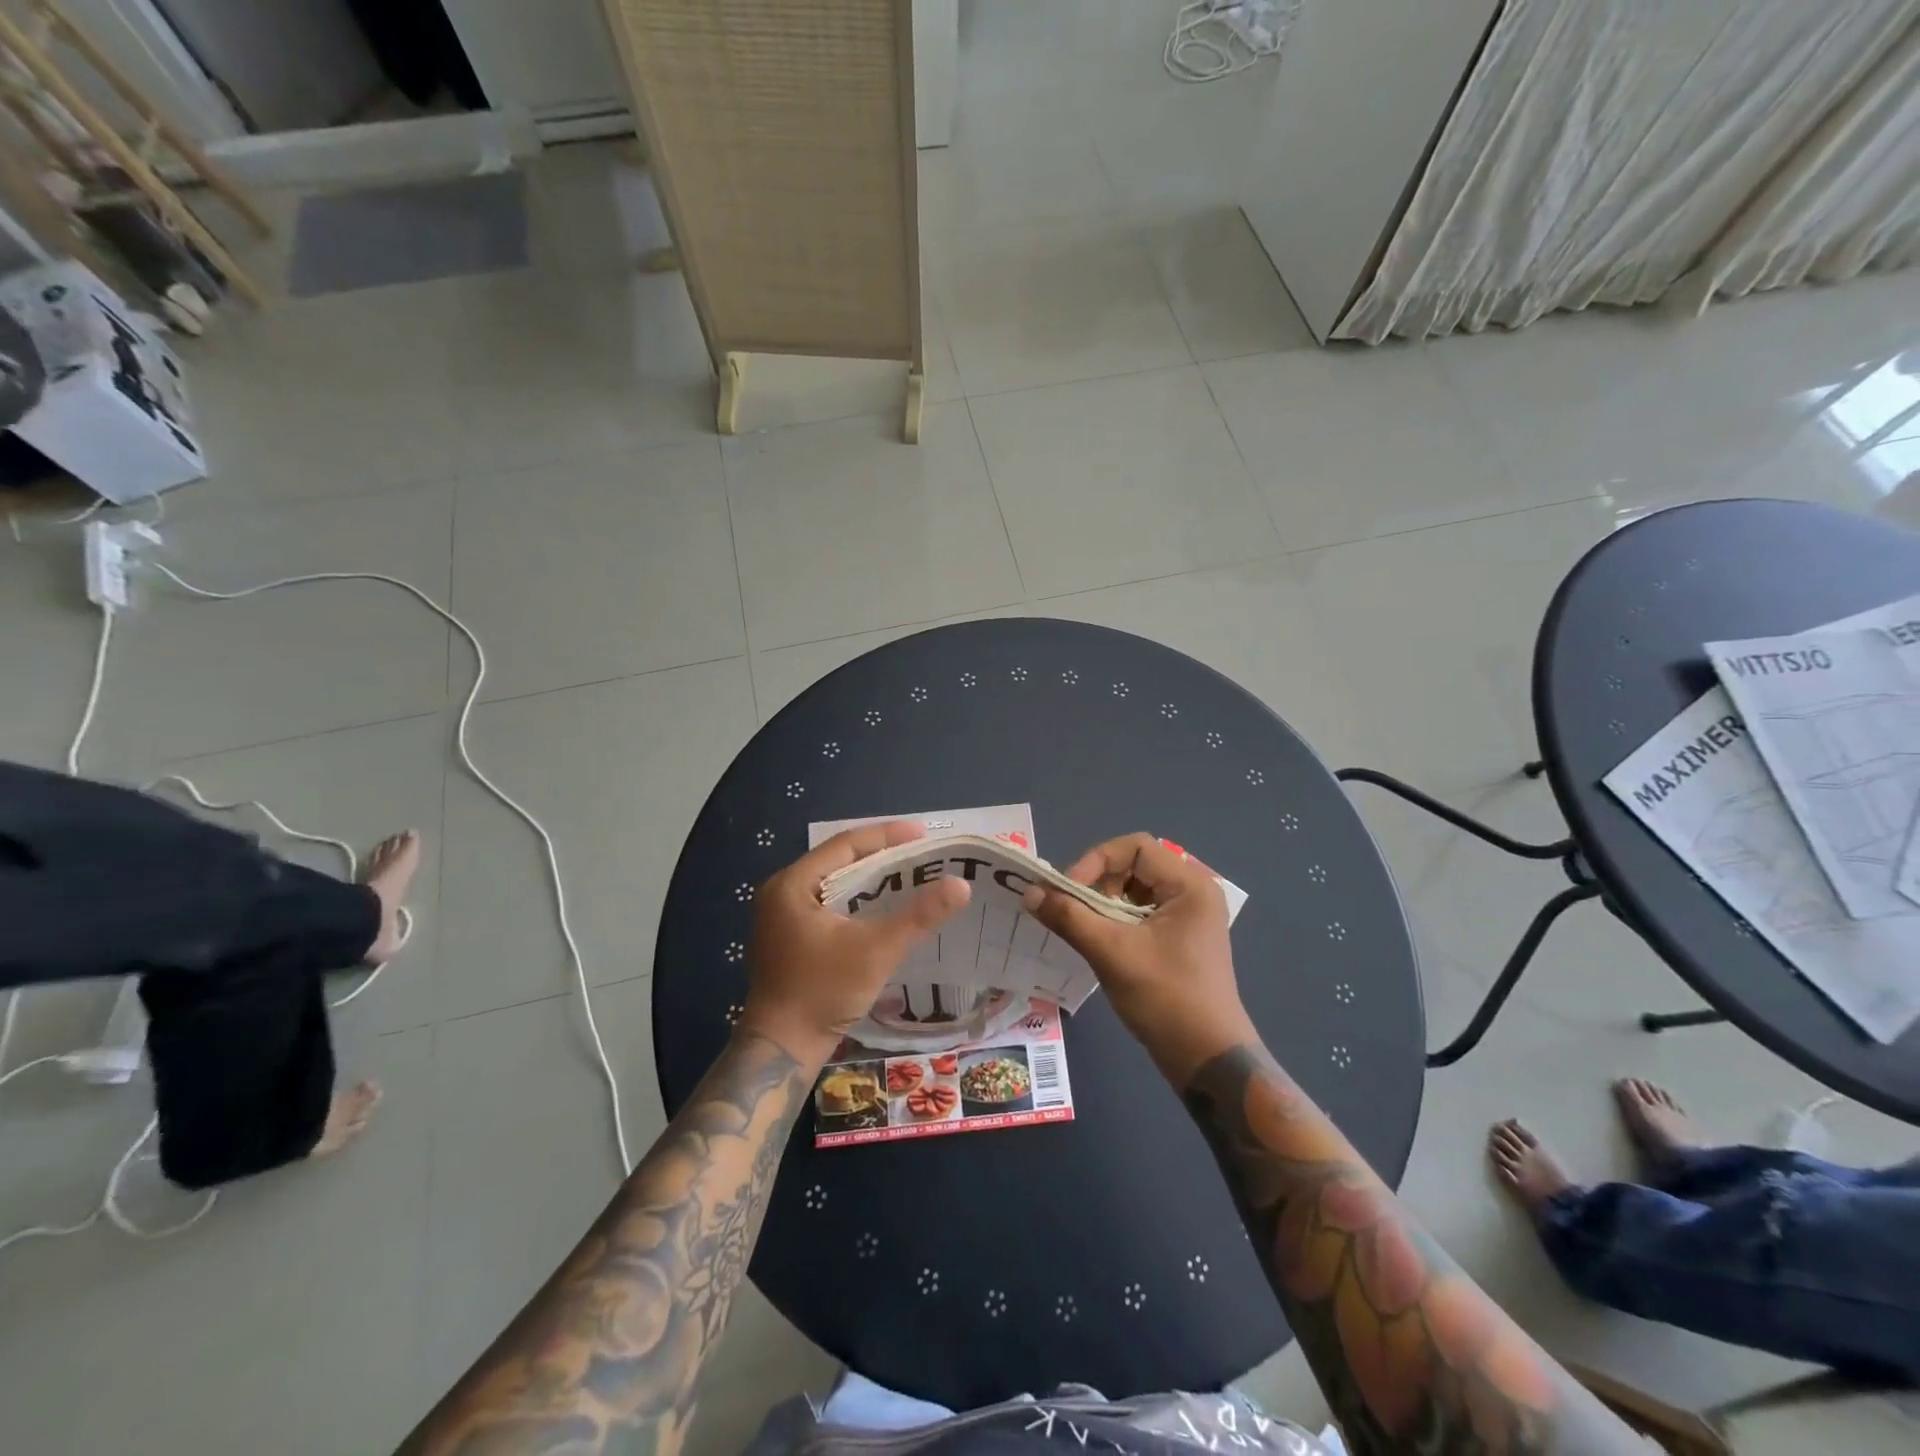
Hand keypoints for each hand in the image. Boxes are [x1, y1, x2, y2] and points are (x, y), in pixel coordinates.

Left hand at [742, 821, 969, 1064]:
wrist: (782, 1049)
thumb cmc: (823, 991)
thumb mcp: (876, 950)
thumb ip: (918, 916)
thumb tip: (961, 885)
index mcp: (792, 884)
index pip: (845, 845)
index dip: (886, 835)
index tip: (922, 833)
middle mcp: (782, 892)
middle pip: (838, 861)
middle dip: (881, 855)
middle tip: (921, 853)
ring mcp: (783, 916)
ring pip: (835, 884)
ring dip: (870, 879)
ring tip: (909, 874)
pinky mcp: (790, 937)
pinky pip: (829, 904)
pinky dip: (857, 901)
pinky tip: (884, 907)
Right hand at [1022, 833, 1252, 1082]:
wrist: (1207, 1060)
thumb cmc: (1165, 998)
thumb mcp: (1111, 953)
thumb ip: (1068, 916)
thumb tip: (1029, 891)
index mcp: (1190, 885)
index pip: (1135, 847)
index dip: (1096, 861)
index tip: (1069, 892)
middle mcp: (1193, 892)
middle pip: (1134, 865)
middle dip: (1097, 883)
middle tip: (1072, 910)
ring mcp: (1189, 917)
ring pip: (1134, 890)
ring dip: (1103, 903)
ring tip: (1083, 927)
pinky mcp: (1180, 938)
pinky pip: (1140, 912)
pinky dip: (1115, 920)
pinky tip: (1098, 940)